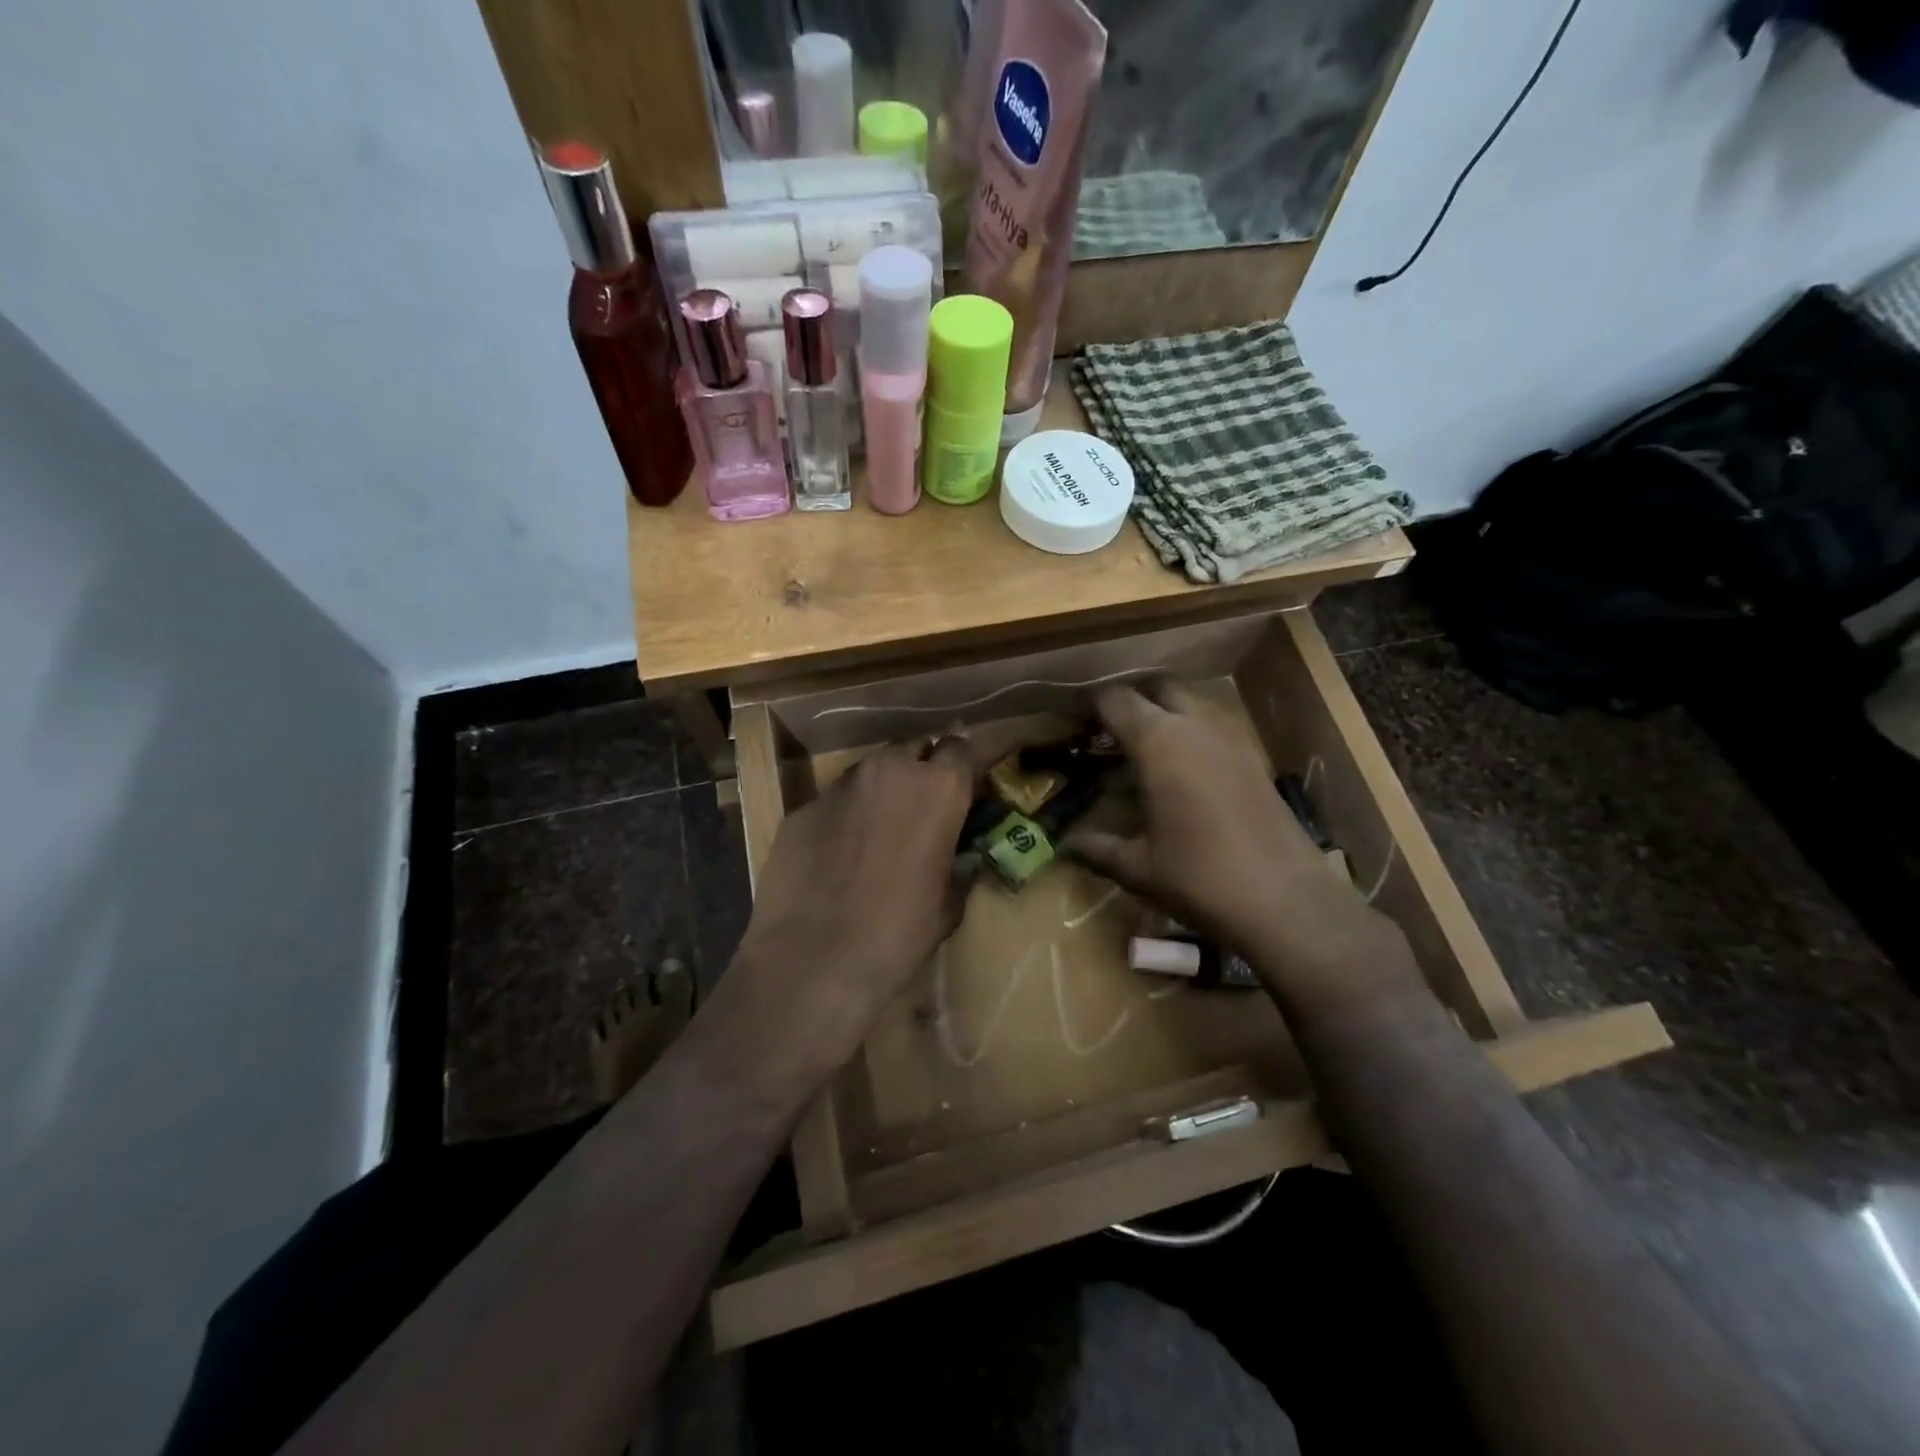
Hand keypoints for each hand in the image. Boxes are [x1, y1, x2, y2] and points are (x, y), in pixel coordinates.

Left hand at [730, 737, 977, 1063]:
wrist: (813, 960)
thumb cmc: (897, 934)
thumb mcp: (948, 904)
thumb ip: (960, 867)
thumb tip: (963, 858)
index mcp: (938, 788)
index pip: (961, 747)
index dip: (964, 765)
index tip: (965, 786)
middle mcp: (890, 770)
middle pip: (913, 749)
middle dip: (920, 769)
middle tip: (922, 806)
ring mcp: (840, 785)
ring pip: (870, 770)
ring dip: (881, 789)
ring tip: (878, 830)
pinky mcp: (802, 808)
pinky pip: (833, 800)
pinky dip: (843, 816)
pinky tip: (836, 854)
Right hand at [1064, 681, 1415, 1011]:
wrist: (1286, 900)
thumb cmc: (1200, 878)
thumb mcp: (1137, 867)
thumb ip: (1096, 849)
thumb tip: (1065, 846)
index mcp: (1159, 742)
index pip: (1116, 700)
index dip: (1089, 704)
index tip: (1072, 719)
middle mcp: (1196, 726)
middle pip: (1159, 687)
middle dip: (1132, 699)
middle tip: (1108, 729)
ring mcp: (1232, 739)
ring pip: (1191, 703)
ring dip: (1164, 714)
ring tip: (1141, 750)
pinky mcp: (1254, 759)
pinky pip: (1213, 728)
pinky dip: (1191, 734)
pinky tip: (1180, 773)